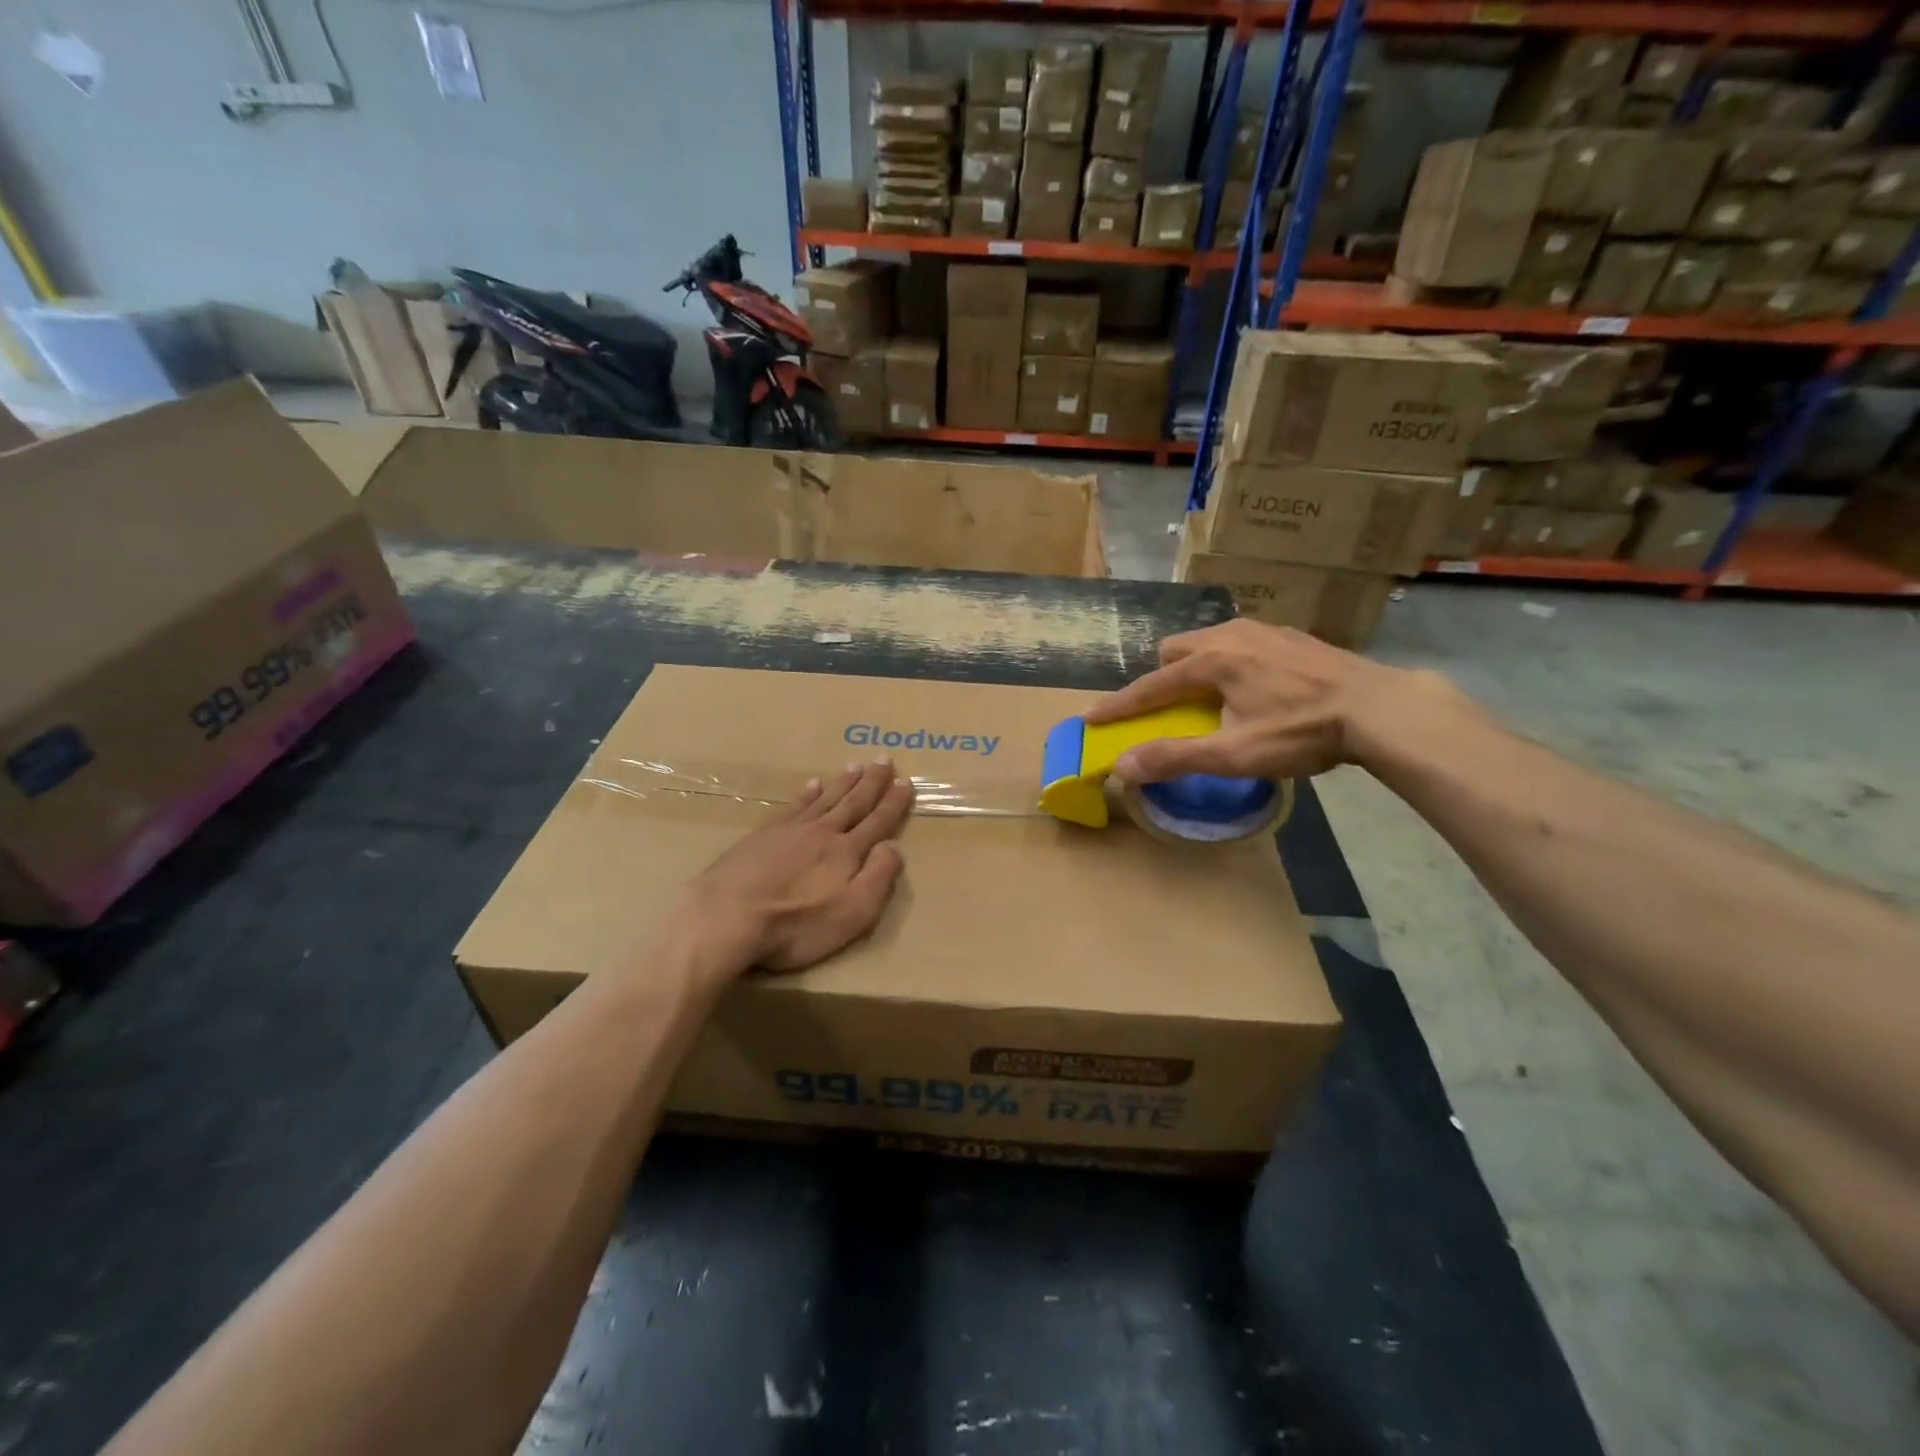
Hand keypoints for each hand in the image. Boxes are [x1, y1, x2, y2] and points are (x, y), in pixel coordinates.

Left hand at [675, 759, 914, 977]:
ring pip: (824, 799)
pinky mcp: (762, 835)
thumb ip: (878, 878)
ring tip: (855, 765)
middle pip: (853, 802)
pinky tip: (811, 785)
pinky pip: (794, 806)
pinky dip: (807, 794)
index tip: (906, 782)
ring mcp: (790, 830)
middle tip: (883, 758)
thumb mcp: (852, 913)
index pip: (878, 821)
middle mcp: (822, 832)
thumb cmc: (796, 923)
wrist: (727, 916)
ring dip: (842, 782)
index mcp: (847, 852)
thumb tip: (894, 846)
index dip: (893, 803)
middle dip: (871, 781)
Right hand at [1085, 620, 1460, 783]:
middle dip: (1161, 677)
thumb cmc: (1302, 732)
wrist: (1379, 708)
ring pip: (1209, 640)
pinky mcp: (1290, 636)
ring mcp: (1264, 630)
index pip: (1150, 686)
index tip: (1090, 717)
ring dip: (1195, 665)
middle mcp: (1231, 636)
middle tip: (1169, 709)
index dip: (1118, 705)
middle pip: (1175, 650)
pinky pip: (1240, 641)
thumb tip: (1122, 766)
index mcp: (1211, 662)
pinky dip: (1228, 661)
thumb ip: (1175, 757)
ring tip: (1210, 696)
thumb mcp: (1234, 754)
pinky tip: (1254, 685)